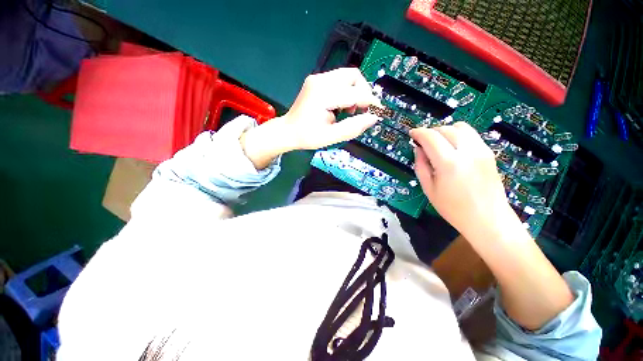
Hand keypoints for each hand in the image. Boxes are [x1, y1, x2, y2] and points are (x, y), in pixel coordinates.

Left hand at [240, 68, 380, 168]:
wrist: (288, 131)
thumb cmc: (307, 136)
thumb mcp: (330, 137)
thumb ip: (353, 128)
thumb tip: (373, 118)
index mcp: (323, 95)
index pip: (355, 92)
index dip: (370, 101)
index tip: (378, 111)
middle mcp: (320, 81)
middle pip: (353, 76)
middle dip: (363, 92)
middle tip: (360, 111)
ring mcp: (317, 78)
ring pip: (348, 76)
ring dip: (355, 91)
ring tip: (349, 110)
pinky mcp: (317, 81)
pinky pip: (340, 80)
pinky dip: (347, 91)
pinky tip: (341, 105)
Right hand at [412, 123, 574, 330]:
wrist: (494, 226)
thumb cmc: (456, 214)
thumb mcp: (430, 192)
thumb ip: (423, 168)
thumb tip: (419, 153)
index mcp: (449, 164)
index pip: (430, 137)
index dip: (418, 133)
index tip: (410, 134)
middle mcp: (468, 155)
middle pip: (447, 129)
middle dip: (431, 131)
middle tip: (421, 140)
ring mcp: (483, 155)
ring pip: (462, 130)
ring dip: (446, 133)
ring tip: (435, 145)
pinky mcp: (491, 159)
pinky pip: (472, 140)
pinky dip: (458, 139)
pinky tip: (452, 152)